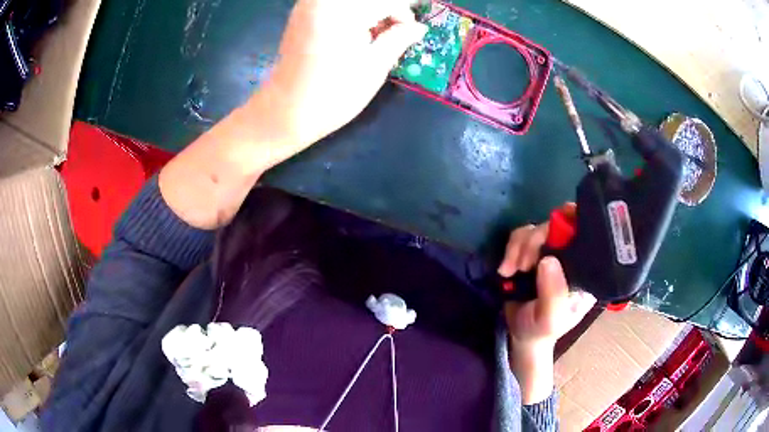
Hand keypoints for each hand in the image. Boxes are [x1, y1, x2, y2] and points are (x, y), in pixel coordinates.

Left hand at [254, 0, 427, 156]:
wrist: (284, 112)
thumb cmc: (333, 95)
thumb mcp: (374, 66)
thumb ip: (400, 37)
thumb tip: (419, 27)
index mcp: (342, 10)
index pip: (389, 0)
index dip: (408, 10)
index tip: (418, 25)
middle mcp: (323, 0)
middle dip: (391, 9)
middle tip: (401, 30)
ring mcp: (309, 4)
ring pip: (356, 0)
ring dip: (374, 11)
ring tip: (381, 34)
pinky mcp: (303, 11)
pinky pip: (338, 5)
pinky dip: (356, 12)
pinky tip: (360, 31)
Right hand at [498, 209, 595, 403]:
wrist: (520, 334)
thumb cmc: (542, 330)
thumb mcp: (550, 319)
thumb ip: (553, 295)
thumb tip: (547, 260)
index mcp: (586, 270)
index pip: (588, 235)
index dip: (574, 222)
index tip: (556, 228)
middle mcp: (571, 255)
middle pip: (558, 226)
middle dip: (536, 241)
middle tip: (523, 265)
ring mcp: (551, 251)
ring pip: (536, 228)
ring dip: (520, 247)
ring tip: (511, 270)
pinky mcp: (531, 251)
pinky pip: (521, 235)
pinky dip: (511, 248)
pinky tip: (506, 269)